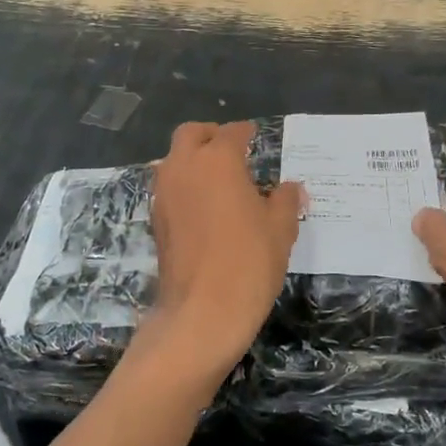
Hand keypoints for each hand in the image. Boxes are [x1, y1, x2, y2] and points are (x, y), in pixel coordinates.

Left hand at [137, 122, 303, 383]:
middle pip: (191, 134)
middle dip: (210, 136)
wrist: (201, 312)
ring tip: (218, 181)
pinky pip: (169, 188)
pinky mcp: (155, 220)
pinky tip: (204, 208)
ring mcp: (164, 193)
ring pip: (173, 159)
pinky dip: (184, 186)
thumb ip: (285, 201)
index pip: (232, 133)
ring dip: (192, 160)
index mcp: (218, 160)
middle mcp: (185, 167)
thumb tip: (290, 188)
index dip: (246, 133)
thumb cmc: (249, 262)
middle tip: (231, 150)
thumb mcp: (280, 229)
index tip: (255, 137)